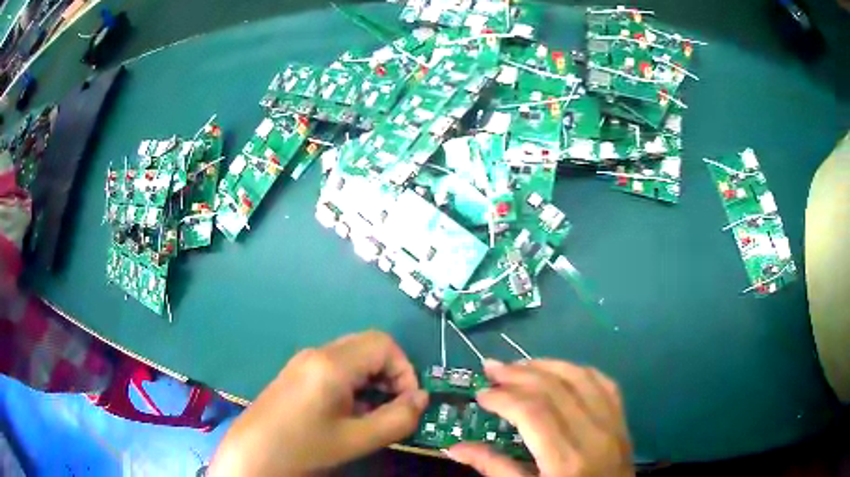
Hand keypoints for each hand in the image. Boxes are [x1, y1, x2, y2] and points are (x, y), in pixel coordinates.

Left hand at [209, 330, 427, 475]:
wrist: (253, 453)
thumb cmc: (304, 447)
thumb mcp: (357, 439)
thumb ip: (397, 419)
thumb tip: (422, 399)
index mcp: (332, 364)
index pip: (384, 344)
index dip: (405, 370)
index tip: (407, 402)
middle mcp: (317, 353)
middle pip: (369, 346)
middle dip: (390, 374)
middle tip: (393, 407)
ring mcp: (304, 361)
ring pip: (353, 356)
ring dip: (373, 380)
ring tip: (373, 414)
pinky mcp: (297, 372)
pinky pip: (336, 366)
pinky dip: (354, 383)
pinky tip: (349, 412)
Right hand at [446, 359, 632, 476]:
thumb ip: (495, 468)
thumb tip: (455, 447)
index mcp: (565, 460)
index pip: (534, 412)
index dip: (504, 397)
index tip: (481, 393)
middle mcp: (593, 435)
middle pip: (555, 389)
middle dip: (519, 374)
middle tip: (492, 369)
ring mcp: (612, 425)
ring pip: (581, 378)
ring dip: (547, 365)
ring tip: (520, 366)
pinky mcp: (623, 421)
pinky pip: (604, 383)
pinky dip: (579, 371)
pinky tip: (560, 372)